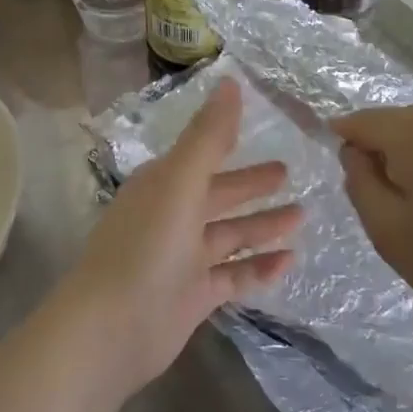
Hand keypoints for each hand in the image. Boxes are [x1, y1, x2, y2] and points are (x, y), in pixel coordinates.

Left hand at [59, 78, 301, 398]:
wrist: (110, 330)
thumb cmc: (145, 248)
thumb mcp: (180, 184)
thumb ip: (208, 136)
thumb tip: (230, 81)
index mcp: (162, 186)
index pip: (201, 156)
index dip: (228, 142)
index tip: (262, 131)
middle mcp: (171, 217)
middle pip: (218, 195)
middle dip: (251, 185)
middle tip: (290, 173)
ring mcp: (181, 259)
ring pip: (228, 235)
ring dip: (262, 225)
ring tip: (302, 216)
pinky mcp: (192, 296)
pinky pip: (233, 276)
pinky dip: (259, 267)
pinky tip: (290, 261)